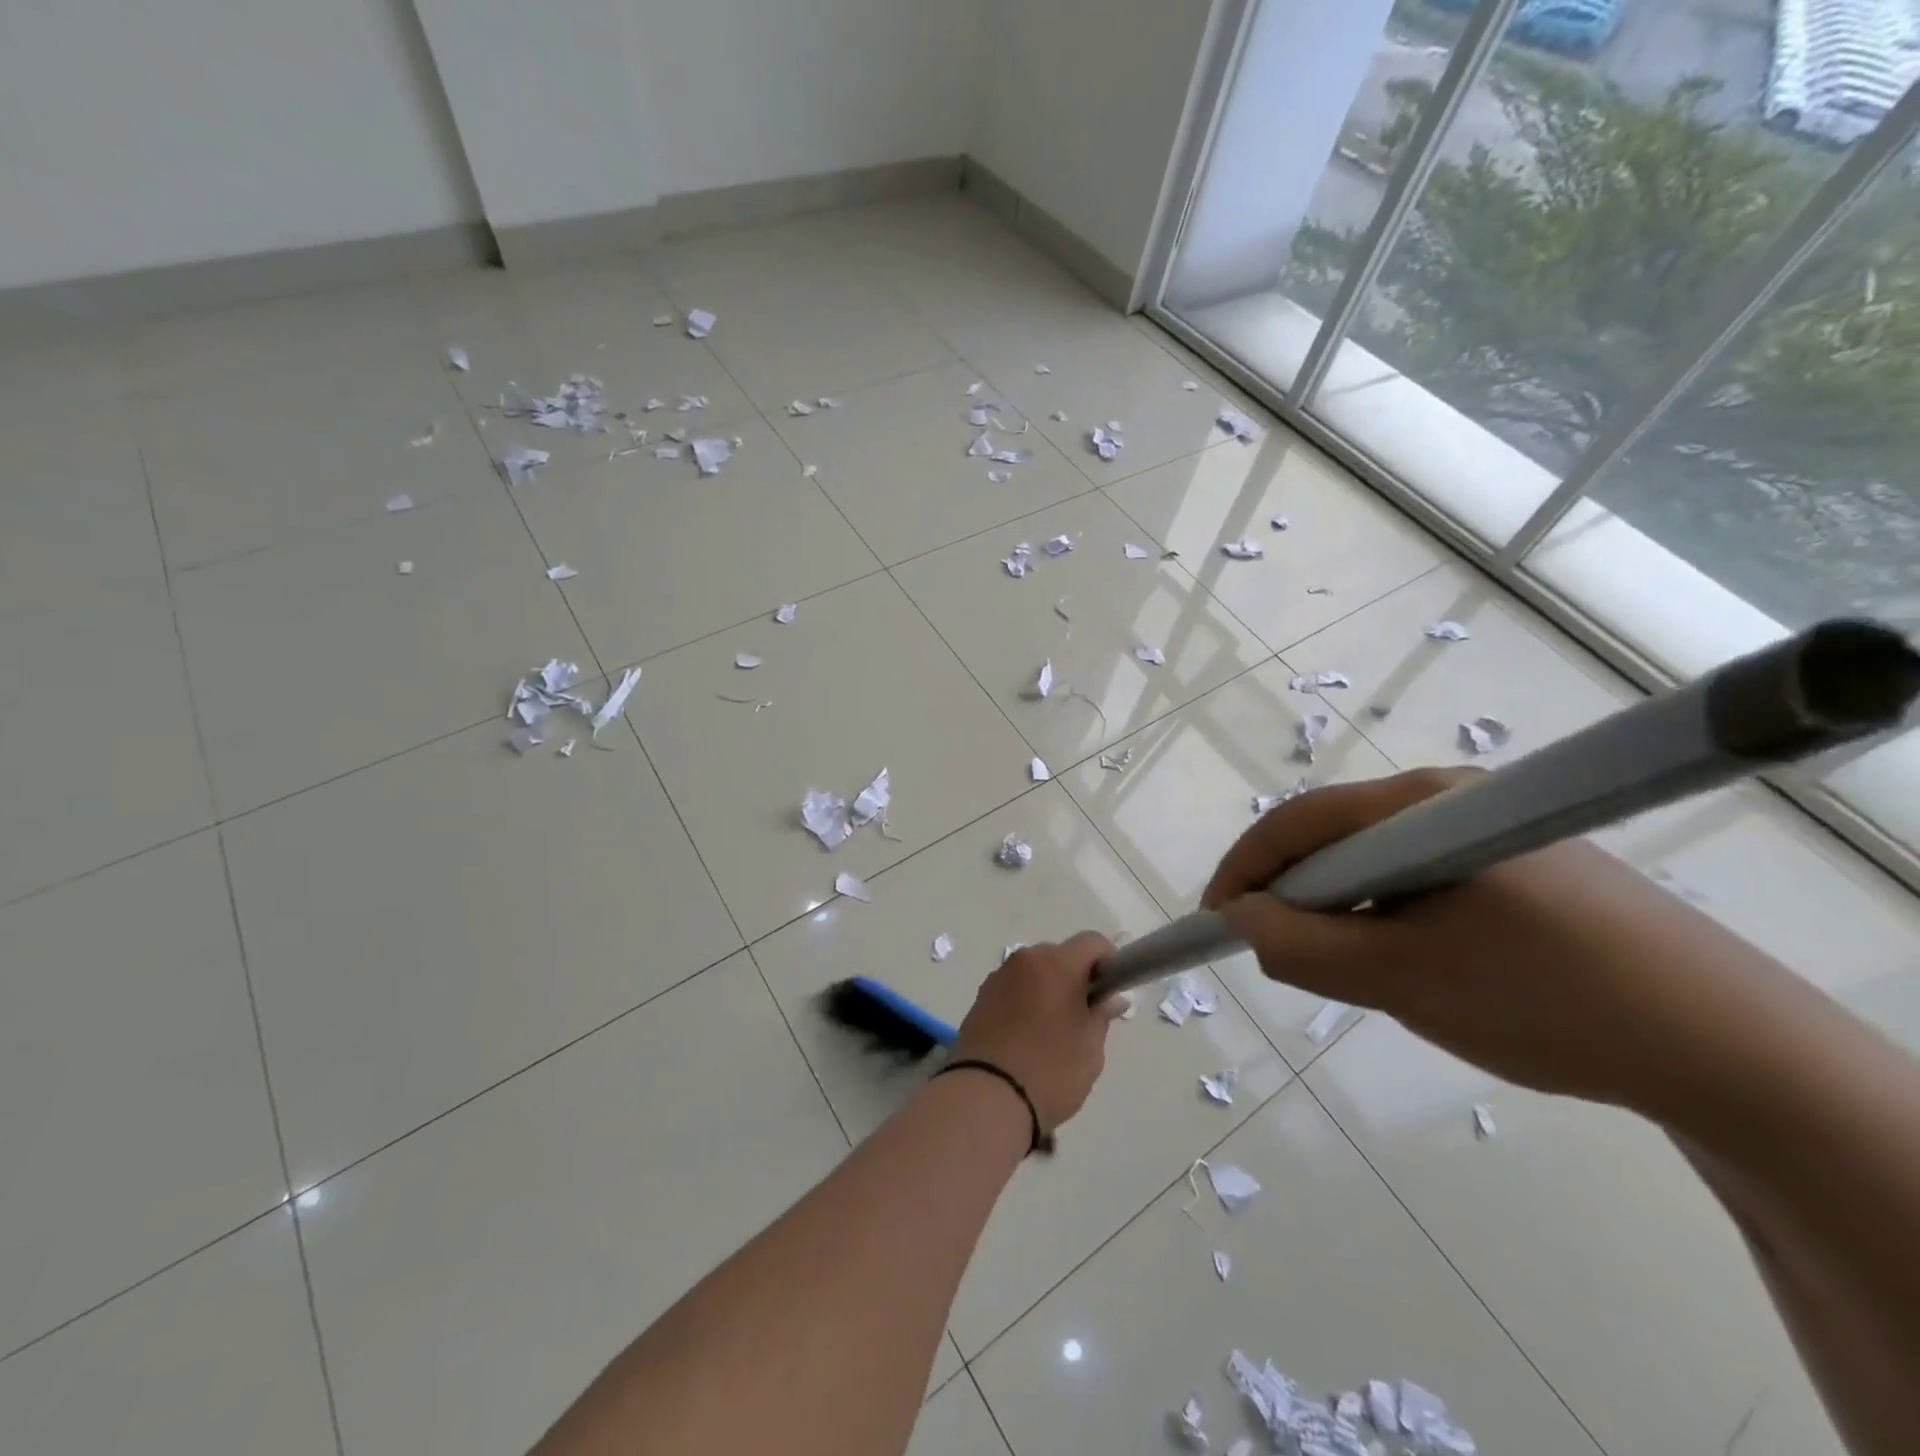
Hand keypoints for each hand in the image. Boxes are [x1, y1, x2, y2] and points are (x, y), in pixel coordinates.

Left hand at [950, 934, 1125, 1134]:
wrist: (986, 1097)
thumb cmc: (1050, 1069)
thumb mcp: (1090, 1047)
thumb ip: (1102, 1014)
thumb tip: (1111, 998)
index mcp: (1055, 963)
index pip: (1091, 942)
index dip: (1108, 961)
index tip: (1111, 991)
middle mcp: (1024, 960)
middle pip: (1060, 955)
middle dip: (1076, 977)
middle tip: (1084, 1016)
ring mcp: (998, 977)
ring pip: (1035, 972)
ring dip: (1048, 989)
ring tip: (1052, 1032)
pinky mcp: (980, 998)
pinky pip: (1013, 989)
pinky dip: (1026, 1001)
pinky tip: (1027, 1037)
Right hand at [1201, 769, 1777, 1113]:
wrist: (1727, 1048)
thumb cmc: (1544, 1000)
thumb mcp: (1401, 980)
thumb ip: (1301, 948)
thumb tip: (1240, 918)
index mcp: (1419, 806)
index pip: (1296, 823)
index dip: (1244, 870)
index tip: (1217, 923)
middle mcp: (1447, 798)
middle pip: (1332, 838)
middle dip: (1296, 897)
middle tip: (1284, 959)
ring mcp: (1484, 827)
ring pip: (1372, 863)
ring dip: (1345, 912)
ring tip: (1359, 973)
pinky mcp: (1512, 861)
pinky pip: (1415, 878)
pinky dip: (1388, 916)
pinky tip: (1417, 963)